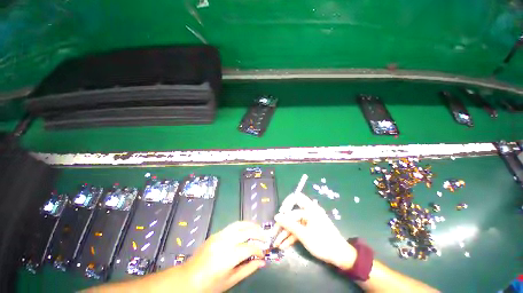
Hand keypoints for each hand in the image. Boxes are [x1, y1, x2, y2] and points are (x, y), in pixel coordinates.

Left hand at [183, 221, 267, 292]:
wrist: (188, 278)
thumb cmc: (210, 284)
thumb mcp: (231, 281)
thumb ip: (248, 269)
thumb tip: (262, 262)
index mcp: (228, 256)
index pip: (249, 248)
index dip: (259, 250)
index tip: (263, 254)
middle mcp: (225, 242)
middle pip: (246, 231)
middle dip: (258, 233)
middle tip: (265, 238)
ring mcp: (219, 235)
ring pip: (239, 224)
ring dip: (251, 225)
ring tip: (258, 229)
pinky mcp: (216, 233)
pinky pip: (232, 226)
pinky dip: (242, 226)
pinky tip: (246, 230)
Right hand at [273, 192, 356, 269]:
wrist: (340, 256)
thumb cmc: (322, 242)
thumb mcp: (303, 234)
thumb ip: (289, 224)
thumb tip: (276, 216)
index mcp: (310, 209)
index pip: (295, 198)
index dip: (286, 203)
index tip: (280, 213)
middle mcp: (308, 212)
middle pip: (292, 214)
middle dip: (282, 224)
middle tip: (274, 233)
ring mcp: (309, 221)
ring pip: (294, 223)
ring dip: (285, 233)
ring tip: (276, 243)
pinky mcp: (309, 229)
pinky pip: (298, 230)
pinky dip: (291, 237)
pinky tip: (283, 245)